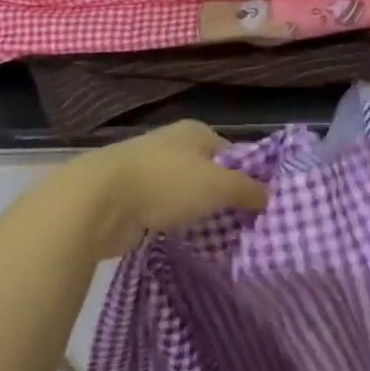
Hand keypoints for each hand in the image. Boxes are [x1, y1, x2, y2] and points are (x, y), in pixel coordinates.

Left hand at [65, 121, 268, 256]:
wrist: (97, 202)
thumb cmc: (166, 183)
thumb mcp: (219, 186)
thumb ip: (248, 190)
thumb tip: (272, 196)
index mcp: (196, 132)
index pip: (234, 152)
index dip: (248, 176)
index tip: (260, 204)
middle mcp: (173, 145)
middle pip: (210, 172)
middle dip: (223, 196)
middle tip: (243, 223)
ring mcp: (148, 170)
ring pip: (185, 192)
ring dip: (197, 211)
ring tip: (218, 235)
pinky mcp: (130, 197)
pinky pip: (163, 209)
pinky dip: (174, 222)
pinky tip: (184, 238)